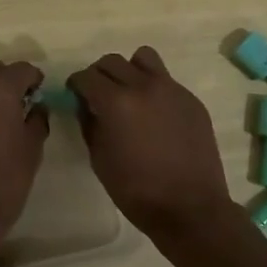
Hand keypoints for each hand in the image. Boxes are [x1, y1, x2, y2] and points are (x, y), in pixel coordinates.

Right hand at [69, 47, 234, 245]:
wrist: (191, 208)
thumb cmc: (137, 191)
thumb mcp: (99, 159)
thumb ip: (89, 123)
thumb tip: (85, 104)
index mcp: (116, 102)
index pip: (87, 76)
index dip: (76, 84)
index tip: (75, 94)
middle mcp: (144, 86)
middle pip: (112, 61)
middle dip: (99, 75)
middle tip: (98, 94)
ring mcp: (172, 89)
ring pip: (144, 58)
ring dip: (130, 70)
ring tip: (130, 93)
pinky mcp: (191, 99)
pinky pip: (166, 80)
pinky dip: (154, 88)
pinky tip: (156, 115)